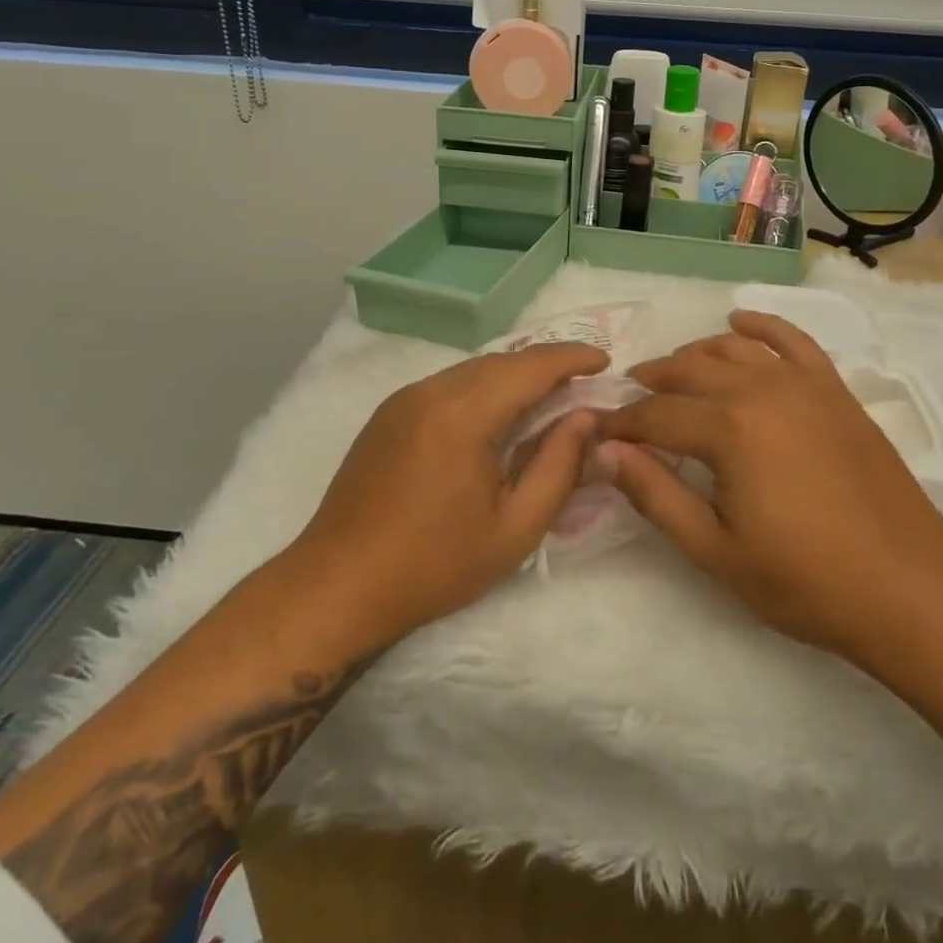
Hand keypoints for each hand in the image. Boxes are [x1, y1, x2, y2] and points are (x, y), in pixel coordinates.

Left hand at [279, 342, 608, 654]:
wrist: (337, 586)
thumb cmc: (433, 565)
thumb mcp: (515, 527)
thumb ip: (559, 466)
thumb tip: (584, 418)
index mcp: (462, 414)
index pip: (530, 366)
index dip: (571, 357)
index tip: (605, 360)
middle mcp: (430, 391)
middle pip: (501, 362)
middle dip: (545, 365)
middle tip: (582, 381)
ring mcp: (403, 399)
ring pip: (472, 371)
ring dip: (513, 376)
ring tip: (547, 397)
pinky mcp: (388, 414)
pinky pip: (448, 385)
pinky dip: (482, 388)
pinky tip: (496, 415)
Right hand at [597, 310, 942, 666]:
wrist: (909, 587)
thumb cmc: (805, 579)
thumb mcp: (714, 550)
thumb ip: (654, 495)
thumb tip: (603, 451)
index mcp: (727, 428)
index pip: (654, 416)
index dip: (620, 424)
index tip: (596, 432)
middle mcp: (760, 388)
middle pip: (688, 370)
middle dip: (651, 383)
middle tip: (629, 403)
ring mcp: (802, 383)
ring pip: (732, 347)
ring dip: (694, 354)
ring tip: (672, 372)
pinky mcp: (833, 389)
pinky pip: (791, 339)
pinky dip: (761, 324)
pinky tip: (739, 322)